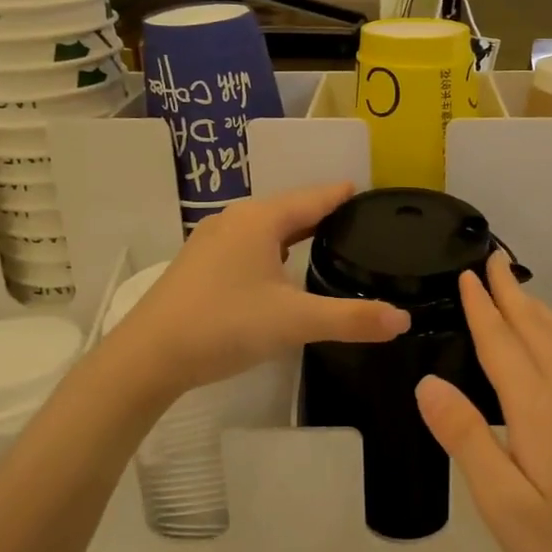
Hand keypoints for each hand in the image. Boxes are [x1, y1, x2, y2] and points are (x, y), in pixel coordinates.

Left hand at [111, 183, 408, 397]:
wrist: (147, 356)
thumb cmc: (224, 325)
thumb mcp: (294, 322)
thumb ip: (351, 319)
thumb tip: (404, 320)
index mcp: (261, 220)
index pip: (315, 197)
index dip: (345, 195)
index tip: (372, 195)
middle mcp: (236, 219)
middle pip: (291, 207)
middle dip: (324, 212)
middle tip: (360, 223)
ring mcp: (212, 240)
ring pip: (267, 226)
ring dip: (297, 230)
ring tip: (328, 241)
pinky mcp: (200, 264)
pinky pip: (249, 243)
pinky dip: (274, 247)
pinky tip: (281, 268)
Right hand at [415, 253, 551, 551]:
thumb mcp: (504, 504)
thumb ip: (467, 438)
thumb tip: (428, 382)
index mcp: (538, 410)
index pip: (502, 344)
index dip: (482, 307)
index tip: (467, 272)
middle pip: (536, 331)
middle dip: (511, 294)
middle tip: (492, 258)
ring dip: (537, 309)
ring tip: (519, 290)